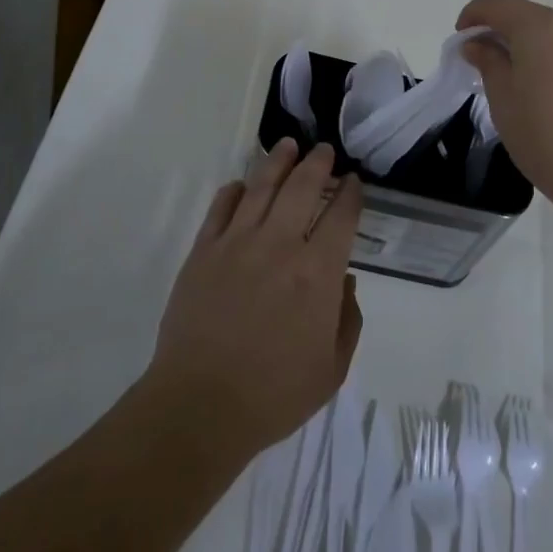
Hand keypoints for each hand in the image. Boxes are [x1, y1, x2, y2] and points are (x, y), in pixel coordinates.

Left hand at [150, 139, 364, 457]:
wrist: (200, 405)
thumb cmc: (274, 394)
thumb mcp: (331, 369)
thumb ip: (348, 320)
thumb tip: (345, 281)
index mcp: (317, 273)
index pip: (341, 217)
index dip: (350, 193)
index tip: (353, 181)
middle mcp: (280, 246)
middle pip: (302, 187)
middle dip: (317, 164)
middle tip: (323, 150)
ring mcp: (237, 243)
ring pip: (261, 186)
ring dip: (278, 162)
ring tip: (288, 146)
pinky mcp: (203, 251)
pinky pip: (221, 207)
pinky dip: (234, 190)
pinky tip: (242, 184)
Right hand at [457, 0, 552, 221]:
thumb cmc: (551, 142)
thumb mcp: (505, 104)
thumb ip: (489, 64)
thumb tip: (478, 43)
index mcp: (543, 27)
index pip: (499, 4)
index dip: (475, 15)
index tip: (463, 38)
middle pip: (533, 17)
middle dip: (508, 35)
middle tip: (493, 67)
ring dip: (539, 48)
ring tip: (531, 85)